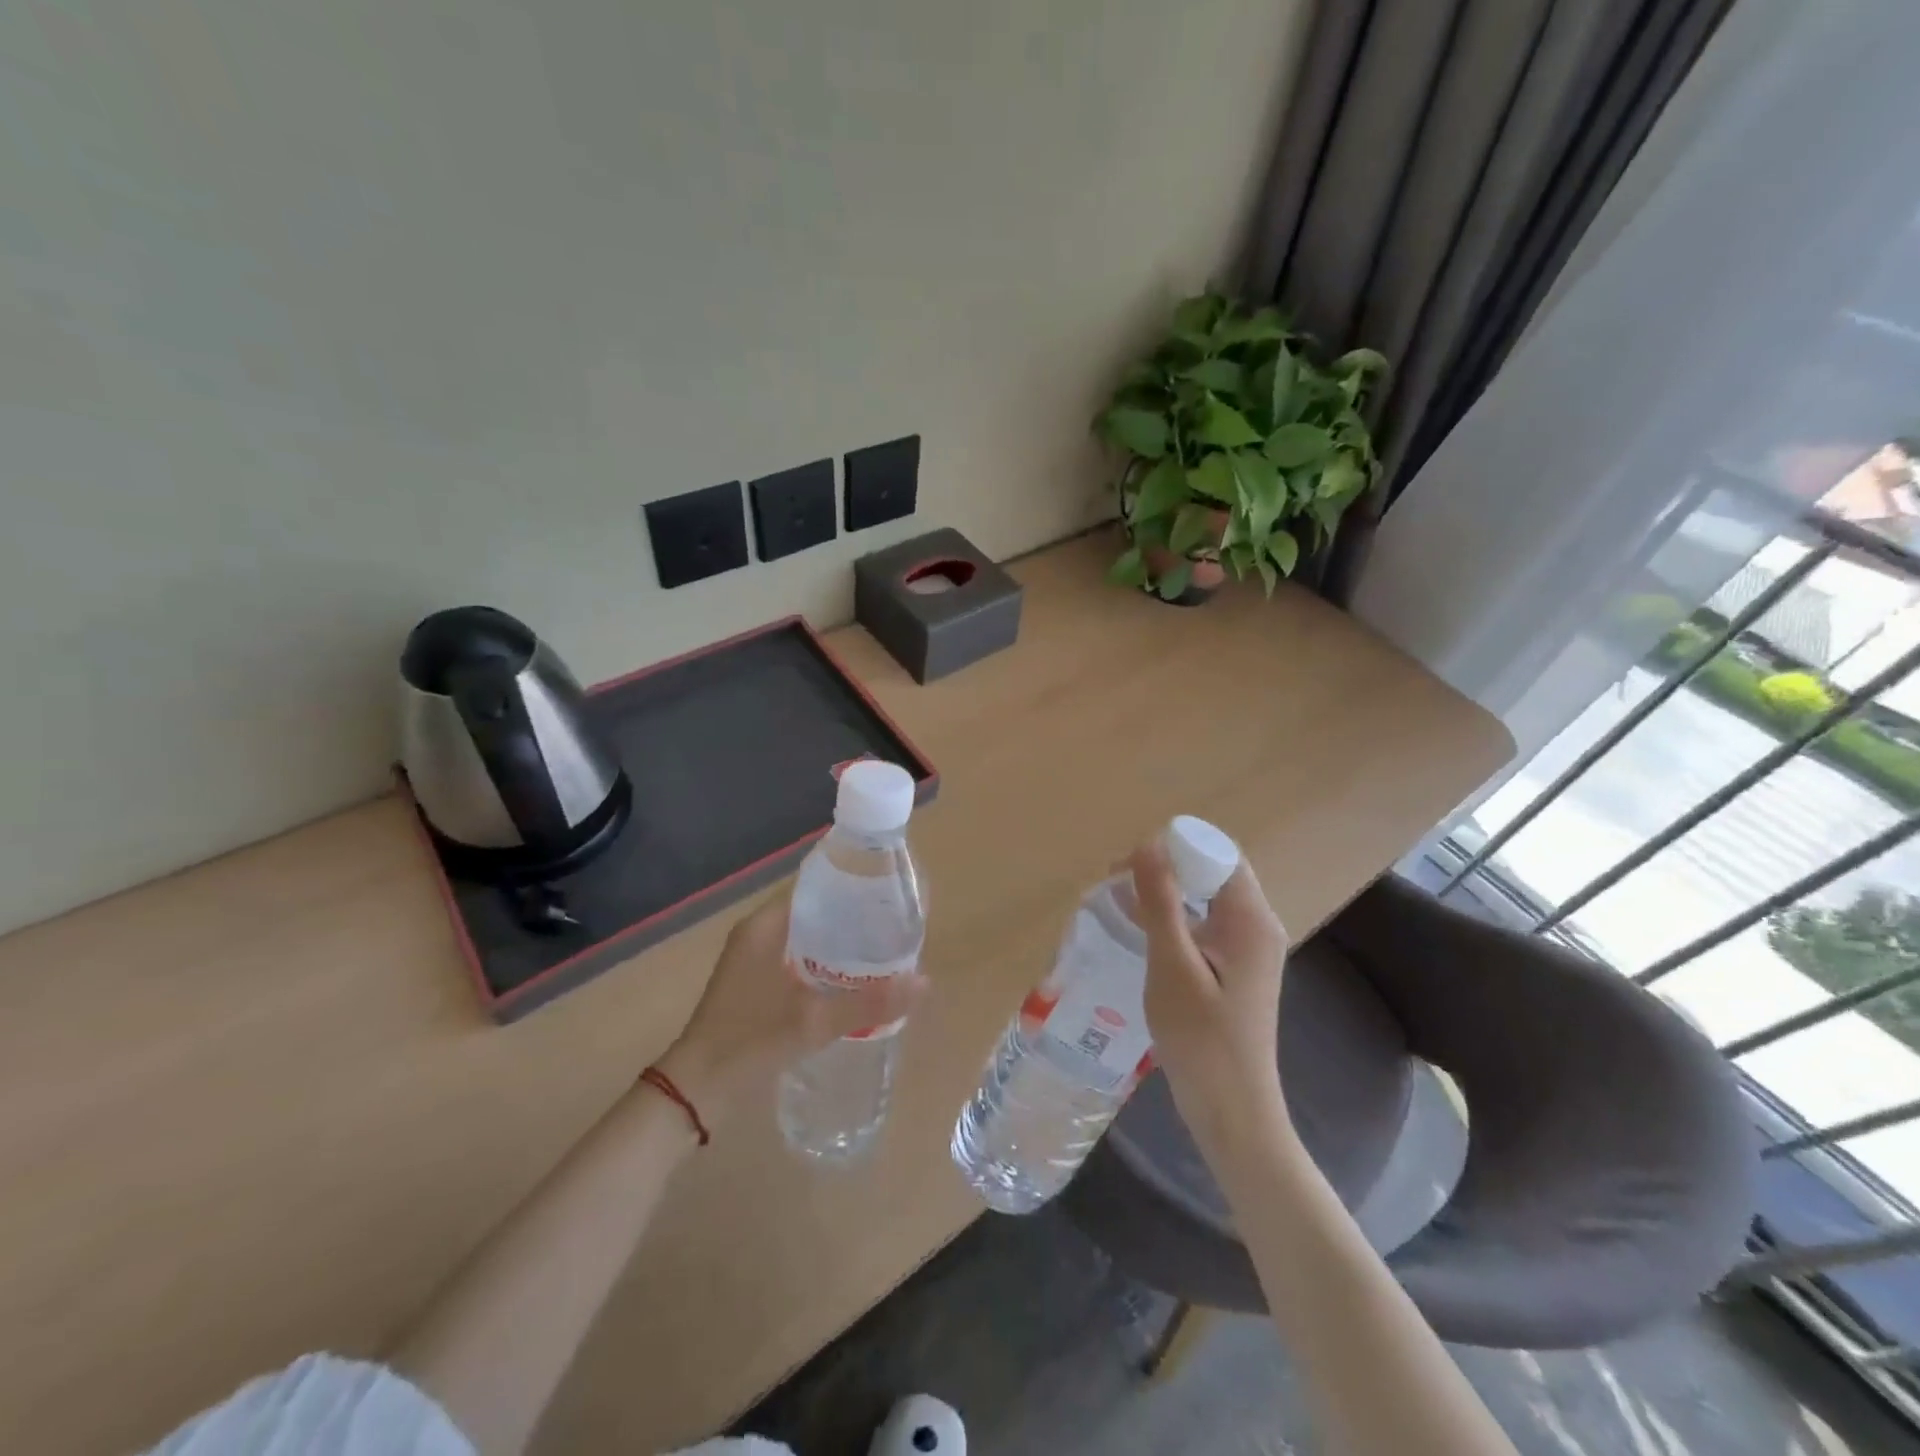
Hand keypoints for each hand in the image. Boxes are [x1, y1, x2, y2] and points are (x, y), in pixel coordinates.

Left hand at [655, 894, 928, 1121]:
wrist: (696, 1091)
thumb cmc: (748, 1042)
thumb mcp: (813, 1021)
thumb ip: (868, 1002)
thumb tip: (924, 982)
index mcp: (766, 925)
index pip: (818, 888)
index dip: (854, 889)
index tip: (889, 898)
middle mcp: (759, 933)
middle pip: (817, 913)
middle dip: (854, 921)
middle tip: (894, 929)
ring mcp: (755, 959)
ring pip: (810, 939)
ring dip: (841, 945)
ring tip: (884, 953)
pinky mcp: (756, 983)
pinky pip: (800, 960)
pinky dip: (826, 965)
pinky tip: (854, 982)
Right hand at [1129, 841, 1289, 1132]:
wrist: (1232, 1112)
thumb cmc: (1202, 1040)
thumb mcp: (1172, 966)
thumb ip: (1161, 903)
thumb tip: (1147, 844)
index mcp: (1250, 919)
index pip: (1217, 853)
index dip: (1174, 847)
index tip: (1128, 863)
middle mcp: (1256, 926)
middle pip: (1211, 872)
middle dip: (1164, 868)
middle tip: (1114, 881)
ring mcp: (1247, 949)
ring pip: (1204, 899)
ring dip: (1164, 893)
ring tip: (1117, 902)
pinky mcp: (1233, 969)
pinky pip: (1202, 925)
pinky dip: (1171, 919)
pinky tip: (1136, 930)